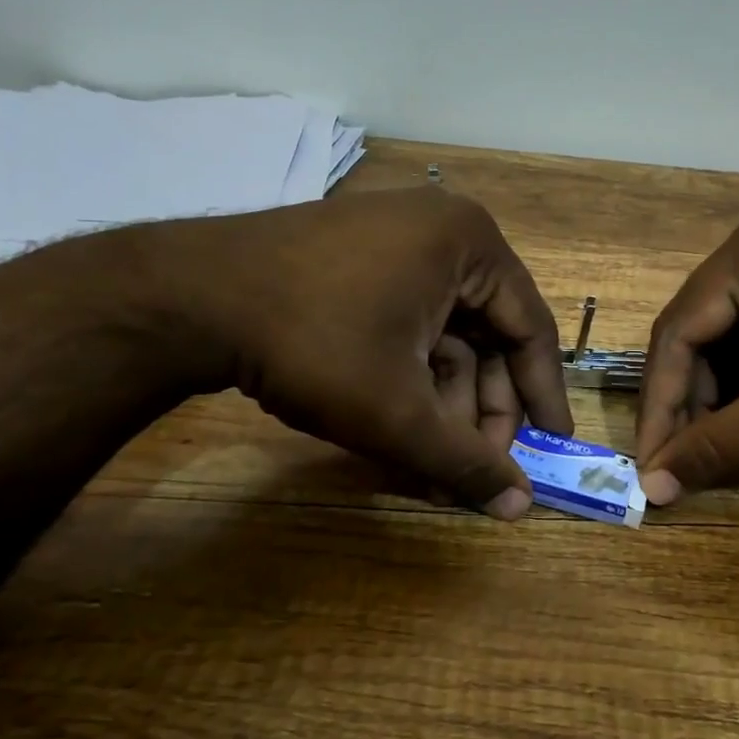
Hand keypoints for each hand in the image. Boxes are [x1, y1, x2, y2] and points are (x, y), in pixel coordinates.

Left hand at [138, 187, 572, 518]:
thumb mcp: (397, 411)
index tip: (551, 448)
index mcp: (472, 244)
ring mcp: (398, 239)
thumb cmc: (314, 343)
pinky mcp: (360, 258)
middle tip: (474, 467)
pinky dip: (411, 374)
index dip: (543, 396)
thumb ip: (464, 462)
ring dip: (444, 400)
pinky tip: (401, 425)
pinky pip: (410, 321)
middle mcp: (444, 230)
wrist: (187, 298)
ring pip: (446, 333)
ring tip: (430, 461)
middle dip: (481, 407)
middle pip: (487, 333)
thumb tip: (520, 509)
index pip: (530, 328)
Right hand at [635, 210, 738, 504]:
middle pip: (699, 333)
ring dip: (719, 397)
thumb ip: (720, 446)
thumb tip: (654, 487)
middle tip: (686, 463)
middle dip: (692, 402)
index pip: (677, 332)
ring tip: (721, 450)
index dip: (659, 403)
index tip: (650, 463)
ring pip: (726, 339)